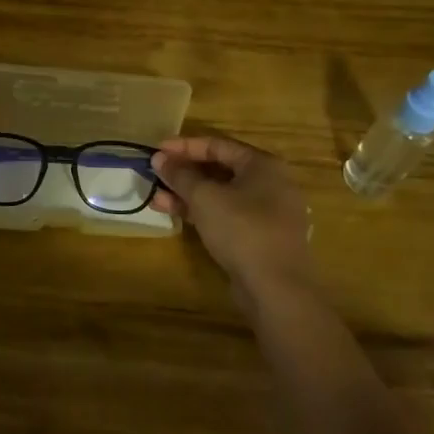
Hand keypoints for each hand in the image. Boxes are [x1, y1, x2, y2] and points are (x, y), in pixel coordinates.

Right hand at [153, 135, 316, 305]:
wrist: (277, 288)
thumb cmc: (242, 229)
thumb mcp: (204, 197)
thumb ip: (180, 175)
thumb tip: (160, 158)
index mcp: (263, 165)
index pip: (218, 145)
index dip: (184, 146)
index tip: (157, 150)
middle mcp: (270, 183)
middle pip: (220, 169)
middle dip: (184, 172)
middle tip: (156, 174)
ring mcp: (267, 212)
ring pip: (221, 194)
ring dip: (188, 194)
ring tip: (157, 198)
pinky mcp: (260, 237)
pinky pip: (227, 214)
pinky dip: (203, 212)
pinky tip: (176, 215)